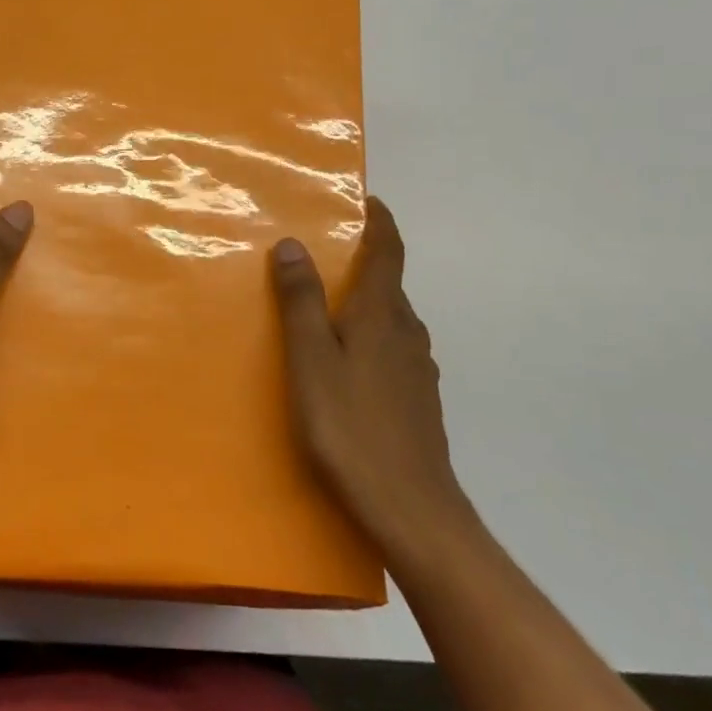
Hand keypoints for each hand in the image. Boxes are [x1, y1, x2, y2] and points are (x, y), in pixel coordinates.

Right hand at [271, 197, 470, 554]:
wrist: (412, 510)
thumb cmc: (351, 428)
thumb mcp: (311, 360)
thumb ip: (301, 302)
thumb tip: (292, 244)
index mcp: (382, 316)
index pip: (389, 252)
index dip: (381, 222)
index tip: (367, 200)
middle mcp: (407, 334)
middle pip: (389, 286)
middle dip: (364, 265)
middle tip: (323, 260)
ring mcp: (418, 371)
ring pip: (392, 322)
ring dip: (366, 305)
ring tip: (329, 312)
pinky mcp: (419, 402)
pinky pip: (394, 352)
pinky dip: (371, 340)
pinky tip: (349, 369)